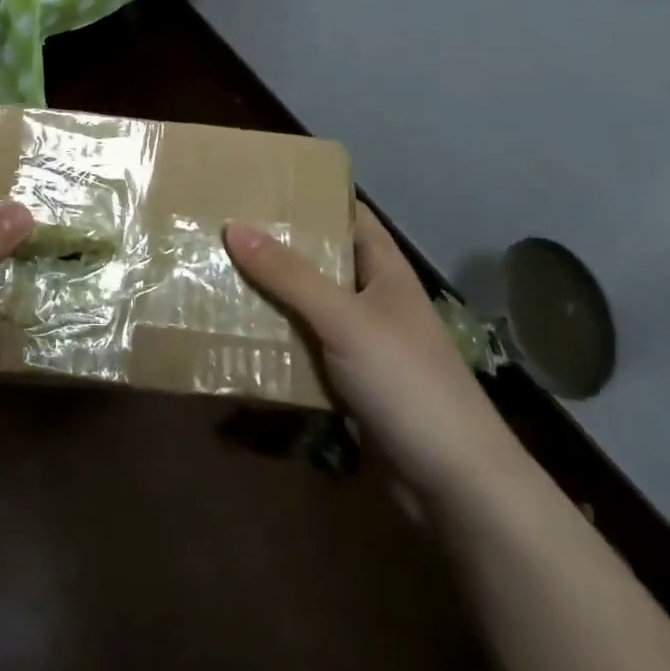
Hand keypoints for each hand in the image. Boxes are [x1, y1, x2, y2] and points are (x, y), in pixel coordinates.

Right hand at [225, 204, 523, 505]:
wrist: (454, 485)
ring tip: (215, 278)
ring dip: (269, 299)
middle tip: (220, 231)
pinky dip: (275, 345)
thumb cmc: (407, 384)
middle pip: (320, 262)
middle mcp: (374, 301)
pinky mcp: (349, 386)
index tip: (259, 185)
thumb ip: (290, 275)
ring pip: (307, 309)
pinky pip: (304, 352)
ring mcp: (362, 345)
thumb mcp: (345, 320)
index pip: (348, 215)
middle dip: (275, 249)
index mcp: (385, 271)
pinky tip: (237, 340)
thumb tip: (234, 225)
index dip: (310, 197)